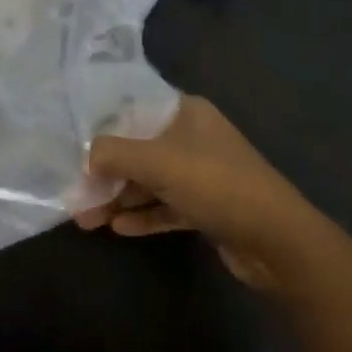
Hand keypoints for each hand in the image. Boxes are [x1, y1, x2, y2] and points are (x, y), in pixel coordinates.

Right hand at [74, 97, 329, 289]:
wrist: (277, 241)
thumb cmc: (216, 184)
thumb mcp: (158, 162)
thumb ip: (115, 154)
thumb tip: (86, 157)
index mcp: (186, 113)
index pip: (134, 110)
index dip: (103, 128)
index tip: (73, 146)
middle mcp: (193, 137)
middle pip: (139, 149)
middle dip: (107, 173)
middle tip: (75, 195)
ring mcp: (202, 174)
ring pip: (150, 181)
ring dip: (120, 197)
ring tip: (86, 218)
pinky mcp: (207, 207)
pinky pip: (166, 206)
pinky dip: (143, 214)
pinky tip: (117, 228)